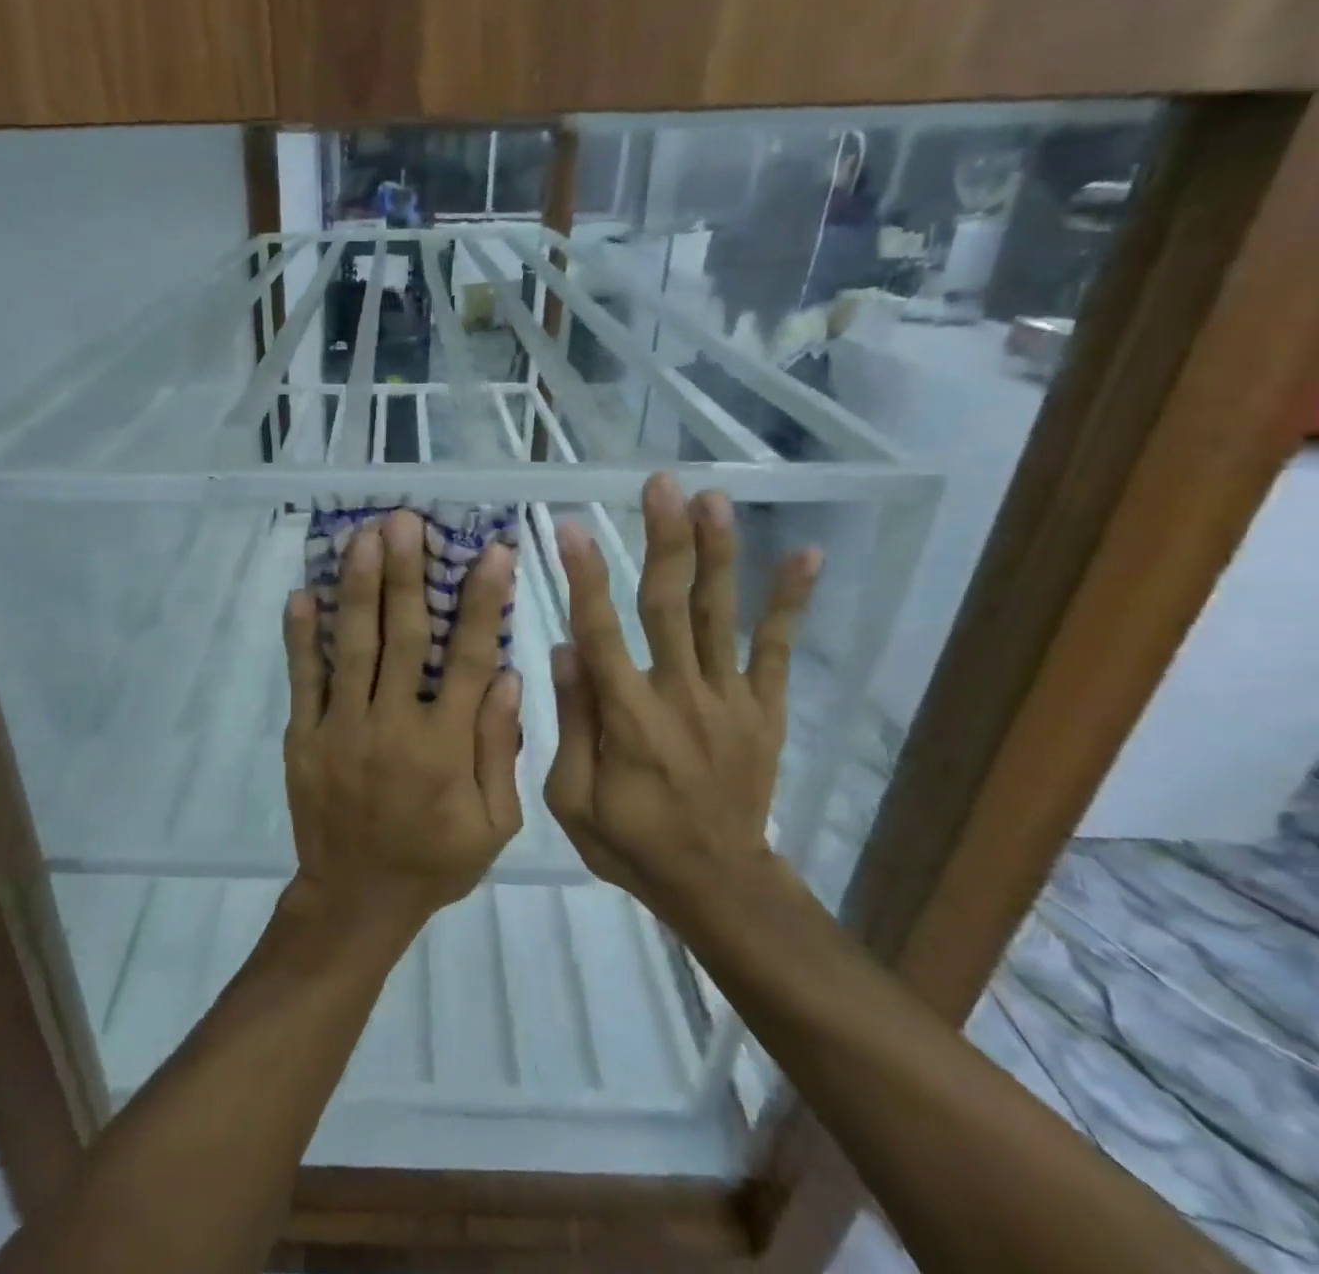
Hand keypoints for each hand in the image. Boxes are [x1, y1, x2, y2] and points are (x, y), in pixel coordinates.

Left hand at [281, 510, 522, 938]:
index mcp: (445, 745)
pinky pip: (303, 678)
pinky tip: (302, 593)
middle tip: (405, 521)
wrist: (356, 901)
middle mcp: (392, 724)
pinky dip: (301, 635)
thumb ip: (500, 747)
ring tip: (360, 536)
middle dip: (405, 573)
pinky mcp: (304, 737)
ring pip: (352, 645)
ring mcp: (341, 727)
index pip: (468, 658)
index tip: (492, 551)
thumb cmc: (434, 861)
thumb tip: (507, 674)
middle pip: (403, 636)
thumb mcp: (494, 823)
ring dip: (357, 586)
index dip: (483, 601)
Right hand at [544, 474, 819, 921]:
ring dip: (717, 552)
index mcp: (628, 717)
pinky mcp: (764, 709)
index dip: (586, 577)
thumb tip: (565, 650)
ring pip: (719, 614)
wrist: (718, 884)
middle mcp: (680, 694)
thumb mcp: (573, 799)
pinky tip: (805, 556)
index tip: (573, 527)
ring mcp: (730, 699)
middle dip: (664, 539)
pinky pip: (778, 650)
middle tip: (661, 485)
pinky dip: (790, 603)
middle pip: (669, 605)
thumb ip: (572, 722)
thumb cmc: (632, 842)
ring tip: (713, 498)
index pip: (601, 632)